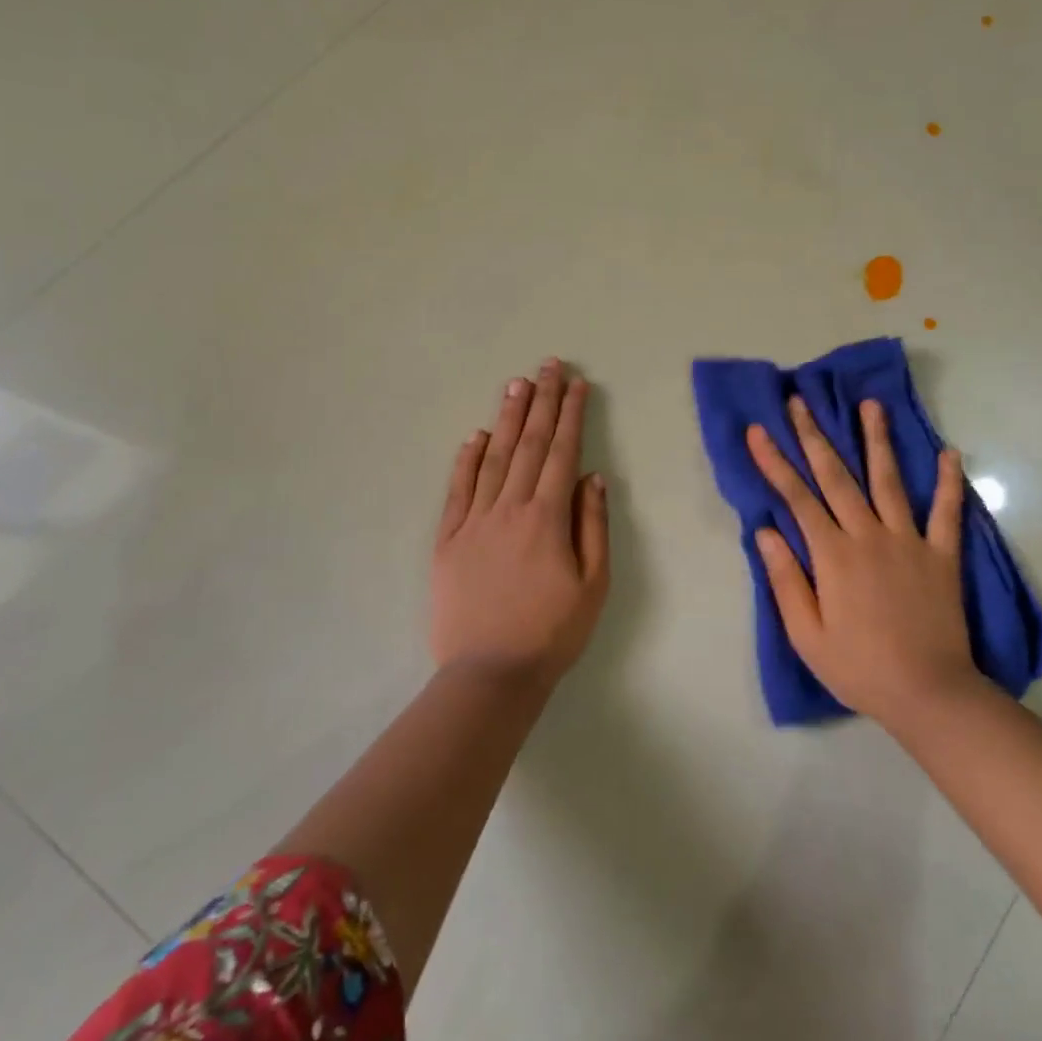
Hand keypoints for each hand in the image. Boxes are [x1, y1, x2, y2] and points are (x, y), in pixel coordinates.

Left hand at [430, 359, 610, 685]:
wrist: (490, 674)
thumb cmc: (552, 632)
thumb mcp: (593, 585)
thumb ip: (592, 526)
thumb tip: (592, 477)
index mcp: (547, 518)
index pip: (562, 453)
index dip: (571, 415)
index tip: (577, 384)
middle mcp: (509, 509)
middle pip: (529, 445)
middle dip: (541, 402)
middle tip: (548, 366)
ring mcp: (474, 522)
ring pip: (493, 458)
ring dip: (507, 419)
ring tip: (516, 385)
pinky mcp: (448, 540)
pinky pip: (458, 491)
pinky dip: (467, 460)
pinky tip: (475, 437)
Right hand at [747, 396, 981, 725]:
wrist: (929, 694)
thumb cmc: (859, 668)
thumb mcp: (807, 635)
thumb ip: (786, 580)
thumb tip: (765, 532)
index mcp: (833, 555)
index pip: (797, 497)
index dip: (774, 461)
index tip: (759, 430)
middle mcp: (869, 536)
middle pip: (837, 476)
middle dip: (815, 436)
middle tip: (801, 401)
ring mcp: (909, 541)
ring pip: (889, 480)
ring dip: (877, 440)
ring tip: (870, 405)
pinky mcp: (942, 555)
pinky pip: (947, 512)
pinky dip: (948, 482)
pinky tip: (949, 453)